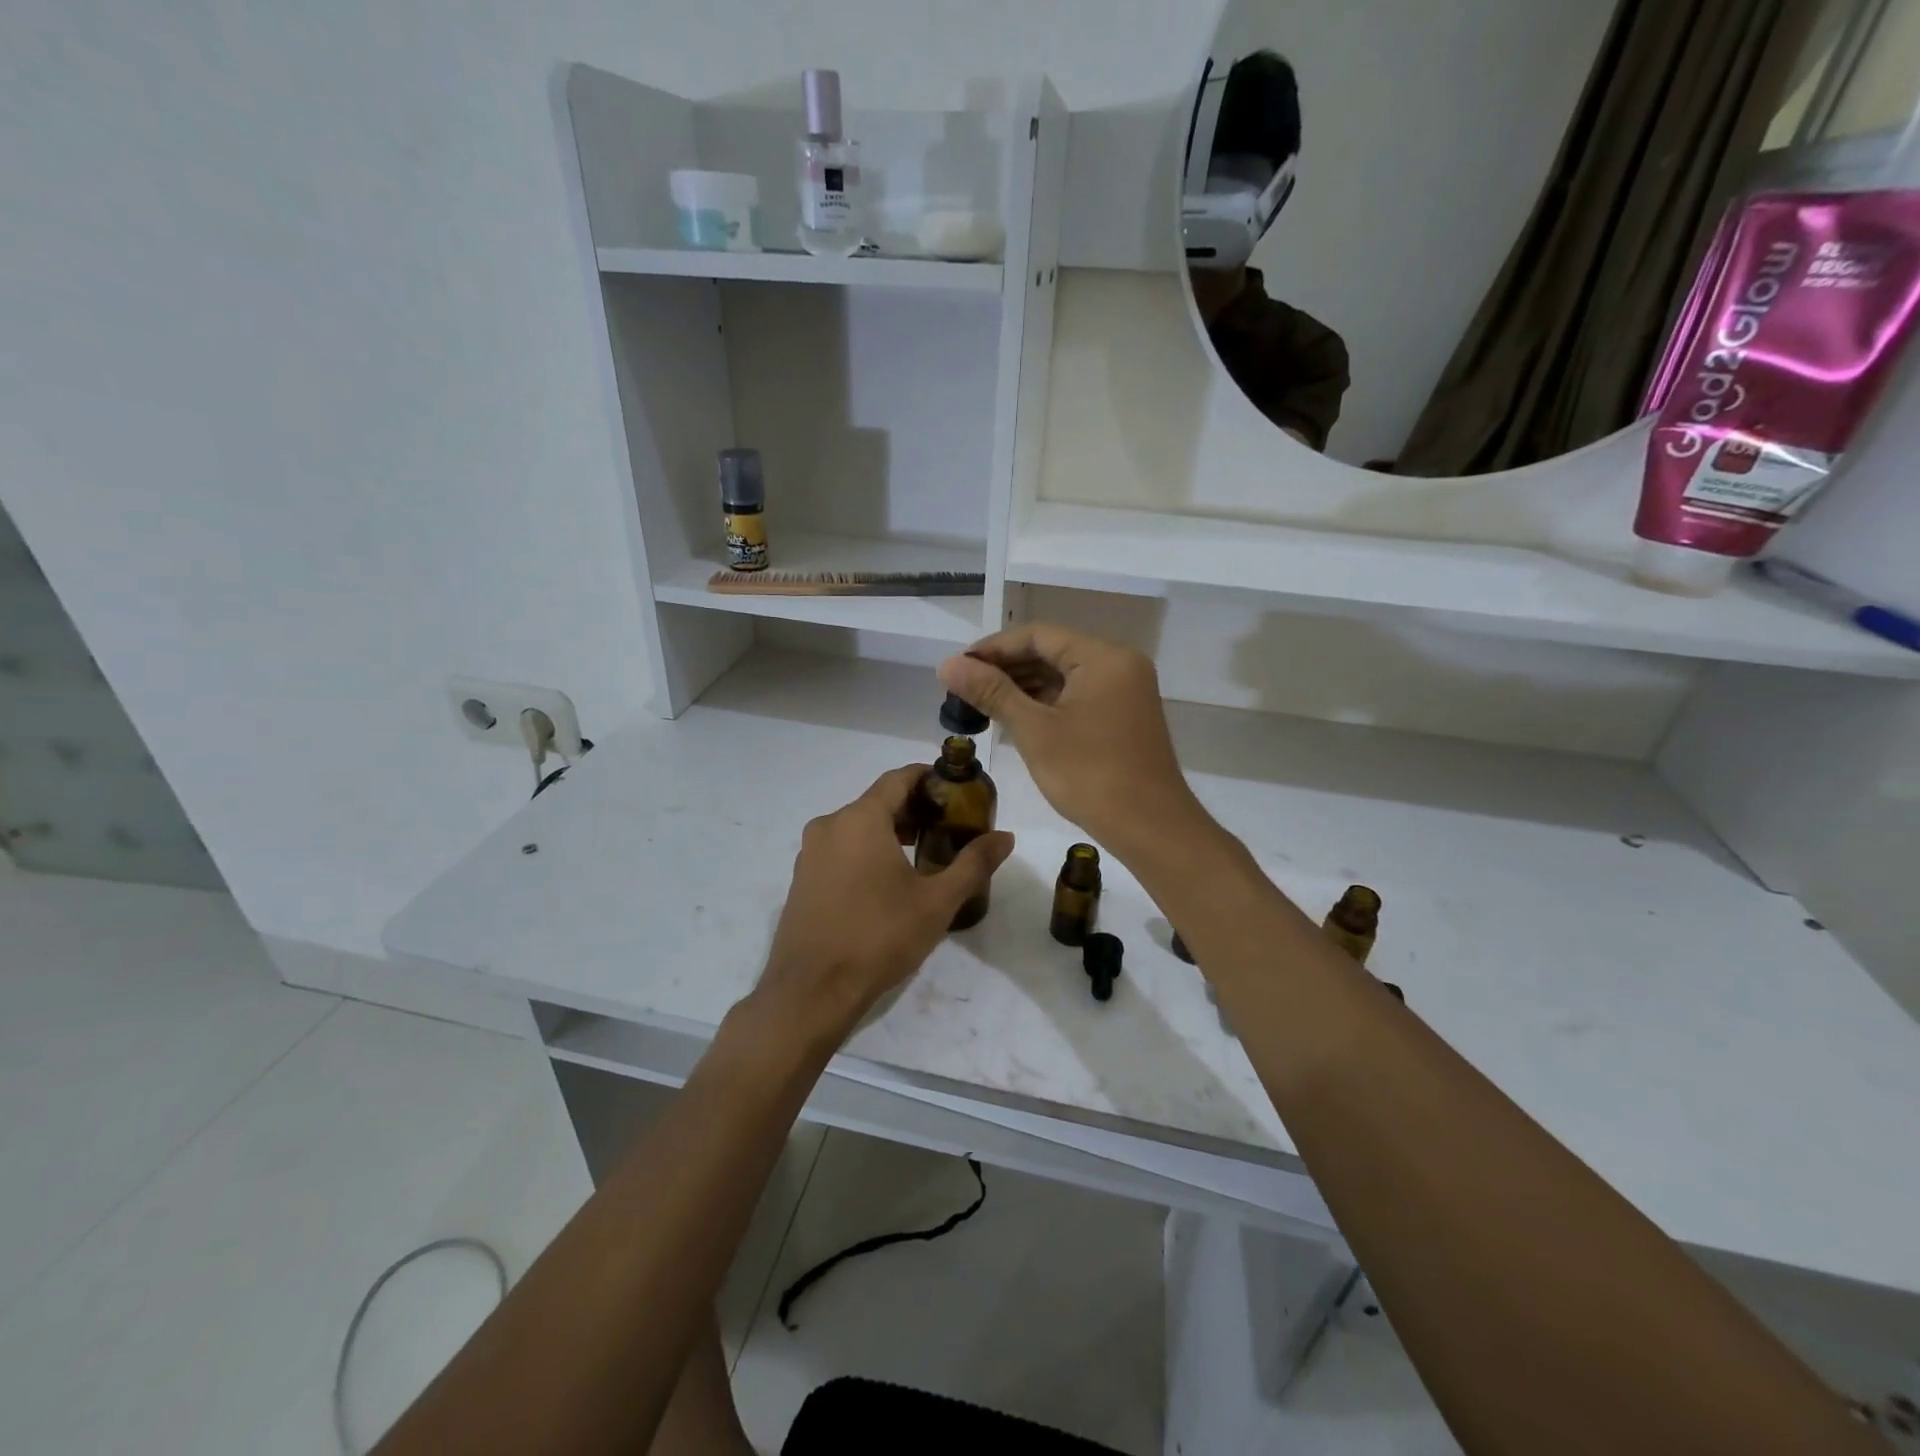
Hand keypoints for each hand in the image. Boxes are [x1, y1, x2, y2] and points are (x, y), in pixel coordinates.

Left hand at [754, 765, 1014, 1044]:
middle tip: (947, 828)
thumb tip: (1006, 837)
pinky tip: (887, 882)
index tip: (954, 790)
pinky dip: (866, 851)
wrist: (811, 991)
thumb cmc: (878, 937)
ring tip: (923, 856)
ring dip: (890, 832)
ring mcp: (809, 853)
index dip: (927, 778)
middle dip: (913, 809)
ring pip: (857, 827)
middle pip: (877, 802)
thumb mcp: (936, 902)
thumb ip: (973, 864)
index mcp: (860, 819)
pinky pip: (840, 849)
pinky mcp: (801, 879)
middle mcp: (829, 825)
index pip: (898, 778)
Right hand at [938, 624, 1203, 854]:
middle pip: (1053, 651)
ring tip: (981, 701)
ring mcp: (1125, 690)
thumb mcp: (1034, 730)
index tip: (958, 666)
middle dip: (1007, 666)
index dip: (993, 647)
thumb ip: (992, 692)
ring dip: (1024, 685)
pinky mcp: (1124, 715)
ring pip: (1065, 674)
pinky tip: (1016, 715)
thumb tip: (948, 664)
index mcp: (1103, 657)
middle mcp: (1119, 664)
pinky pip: (1079, 695)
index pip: (1038, 635)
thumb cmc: (1090, 775)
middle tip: (964, 685)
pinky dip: (1047, 702)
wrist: (1151, 828)